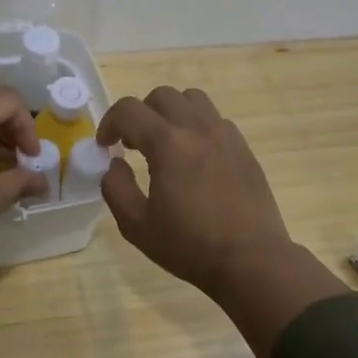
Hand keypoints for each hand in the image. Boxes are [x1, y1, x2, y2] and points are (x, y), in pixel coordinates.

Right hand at [97, 86, 345, 357]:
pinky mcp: (243, 148)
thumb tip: (114, 163)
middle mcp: (198, 128)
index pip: (129, 110)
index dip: (109, 123)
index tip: (105, 146)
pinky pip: (215, 120)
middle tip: (133, 144)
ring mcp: (225, 135)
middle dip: (140, 114)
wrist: (252, 261)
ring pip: (193, 99)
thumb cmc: (190, 246)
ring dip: (171, 113)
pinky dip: (197, 126)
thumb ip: (115, 188)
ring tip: (165, 142)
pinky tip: (194, 157)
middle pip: (162, 96)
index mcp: (168, 144)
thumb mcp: (136, 225)